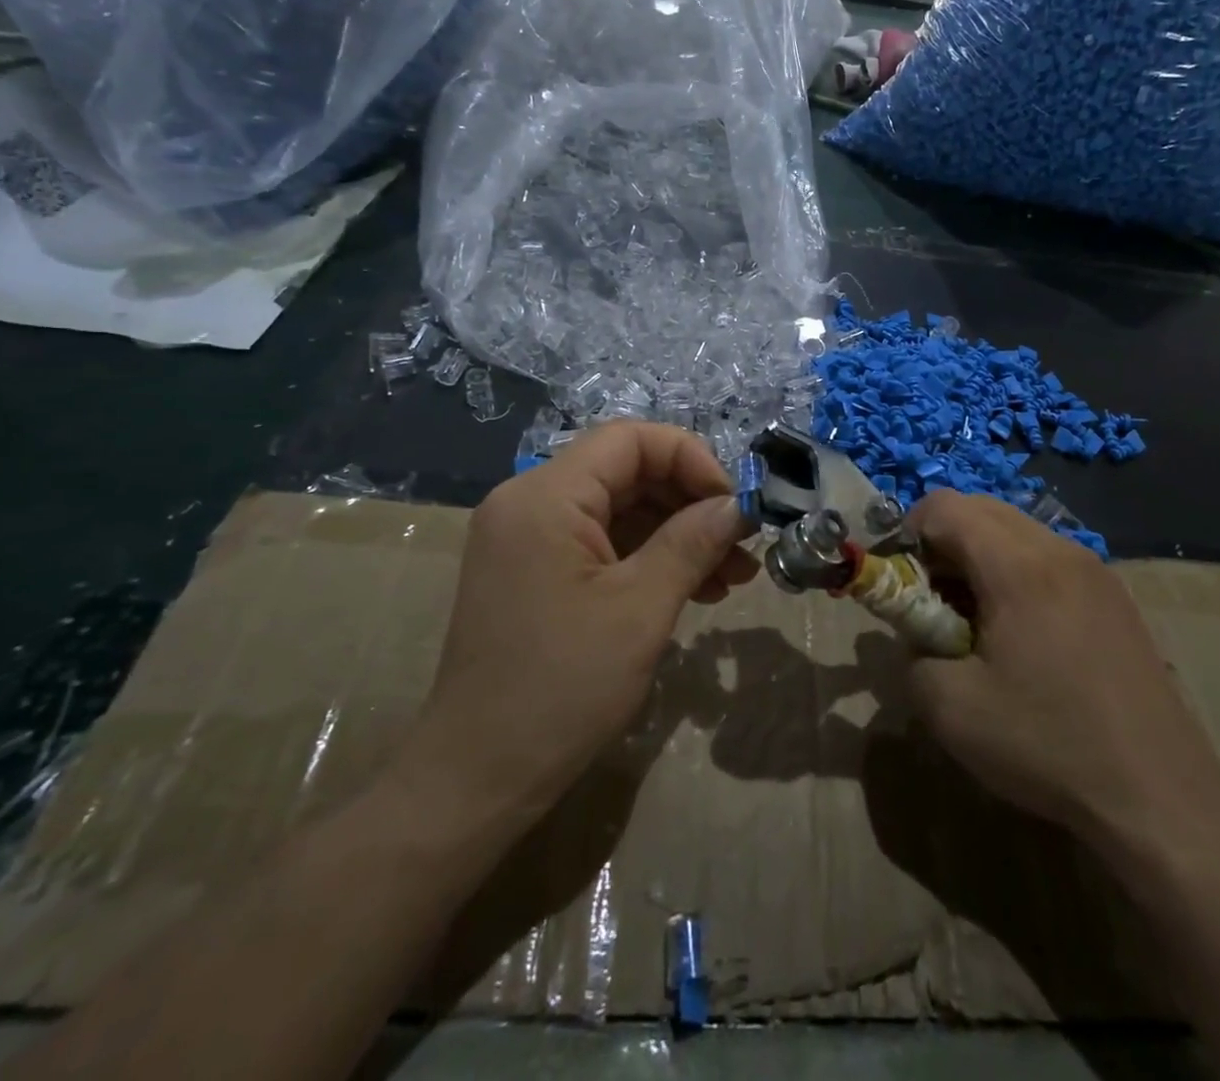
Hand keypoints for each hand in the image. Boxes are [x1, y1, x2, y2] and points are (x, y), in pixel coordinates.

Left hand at [402, 422, 755, 833]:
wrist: (477, 779)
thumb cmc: (561, 688)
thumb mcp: (640, 609)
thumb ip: (692, 542)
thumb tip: (738, 505)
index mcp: (544, 496)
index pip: (630, 440)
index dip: (691, 459)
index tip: (734, 507)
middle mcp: (529, 502)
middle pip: (625, 472)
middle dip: (690, 503)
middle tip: (742, 547)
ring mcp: (528, 538)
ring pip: (618, 509)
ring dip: (676, 534)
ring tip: (730, 578)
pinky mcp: (534, 571)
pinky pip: (600, 543)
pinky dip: (647, 558)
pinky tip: (692, 589)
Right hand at [904, 491, 1219, 848]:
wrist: (1161, 797)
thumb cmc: (1048, 745)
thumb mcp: (950, 710)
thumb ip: (910, 655)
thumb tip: (916, 634)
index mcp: (1018, 566)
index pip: (944, 506)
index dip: (908, 533)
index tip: (904, 584)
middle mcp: (1059, 550)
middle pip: (980, 508)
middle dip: (942, 543)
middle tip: (936, 602)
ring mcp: (1094, 569)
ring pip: (1015, 530)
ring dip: (979, 557)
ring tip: (978, 621)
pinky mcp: (1114, 594)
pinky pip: (1047, 556)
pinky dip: (1015, 572)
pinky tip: (1024, 635)